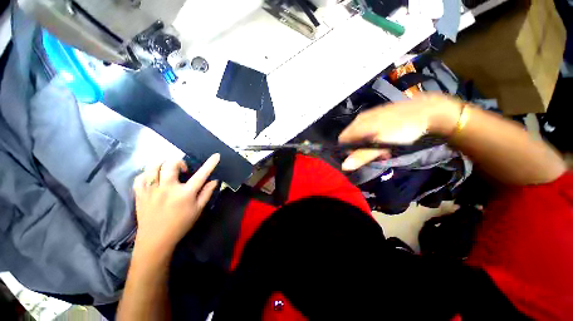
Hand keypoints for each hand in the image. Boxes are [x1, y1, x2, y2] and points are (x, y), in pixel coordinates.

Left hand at [132, 154, 219, 252]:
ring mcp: (151, 190)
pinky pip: (140, 177)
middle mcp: (167, 189)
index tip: (216, 155)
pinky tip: (154, 178)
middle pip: (170, 164)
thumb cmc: (181, 224)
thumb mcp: (198, 209)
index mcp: (185, 194)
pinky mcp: (139, 194)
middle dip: (179, 162)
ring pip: (152, 167)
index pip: (201, 175)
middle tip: (183, 170)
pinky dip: (147, 173)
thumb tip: (215, 180)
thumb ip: (207, 193)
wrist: (156, 240)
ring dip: (162, 164)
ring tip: (167, 170)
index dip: (210, 164)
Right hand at [338, 94, 459, 170]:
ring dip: (369, 146)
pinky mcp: (379, 117)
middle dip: (360, 150)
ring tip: (383, 151)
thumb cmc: (402, 129)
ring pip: (361, 136)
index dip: (347, 151)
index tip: (359, 159)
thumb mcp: (382, 144)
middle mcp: (361, 119)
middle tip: (375, 156)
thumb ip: (362, 155)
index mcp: (358, 124)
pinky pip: (370, 131)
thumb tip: (344, 166)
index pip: (342, 140)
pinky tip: (387, 142)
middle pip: (352, 138)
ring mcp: (370, 116)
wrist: (427, 111)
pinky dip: (375, 139)